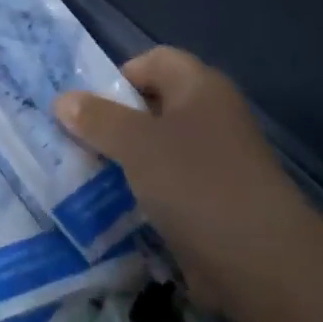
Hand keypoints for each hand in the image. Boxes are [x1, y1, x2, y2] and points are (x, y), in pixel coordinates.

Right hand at [55, 46, 307, 312]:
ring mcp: (216, 161)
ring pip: (159, 148)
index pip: (154, 60)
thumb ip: (98, 119)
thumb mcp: (136, 145)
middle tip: (77, 143)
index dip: (119, 76)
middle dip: (114, 122)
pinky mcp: (214, 200)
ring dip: (125, 160)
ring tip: (88, 177)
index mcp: (200, 88)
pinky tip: (117, 209)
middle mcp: (212, 116)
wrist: (260, 261)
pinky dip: (144, 192)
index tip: (87, 108)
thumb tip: (63, 100)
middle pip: (154, 105)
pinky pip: (169, 184)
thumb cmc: (195, 183)